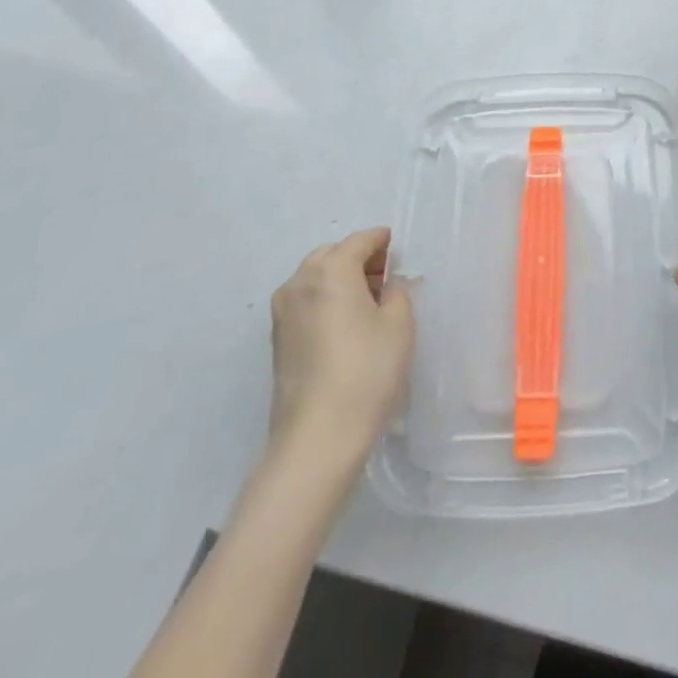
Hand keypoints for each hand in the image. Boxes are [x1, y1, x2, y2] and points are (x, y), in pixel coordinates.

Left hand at [268, 227, 413, 456]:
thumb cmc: (367, 370)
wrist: (318, 436)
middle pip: (332, 255)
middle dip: (358, 258)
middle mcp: (299, 283)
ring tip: (368, 302)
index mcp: (330, 270)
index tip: (398, 248)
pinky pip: (305, 302)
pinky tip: (346, 324)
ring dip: (340, 279)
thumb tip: (388, 285)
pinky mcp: (277, 340)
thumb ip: (397, 292)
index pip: (359, 241)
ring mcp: (282, 313)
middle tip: (385, 277)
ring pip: (315, 278)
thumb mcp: (399, 324)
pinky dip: (326, 300)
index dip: (381, 240)